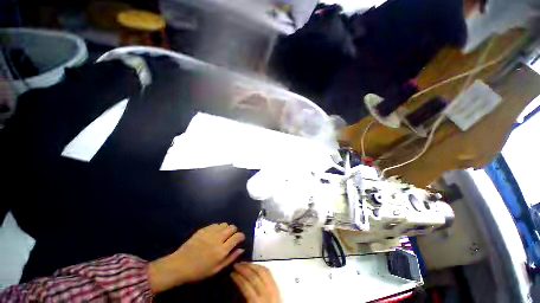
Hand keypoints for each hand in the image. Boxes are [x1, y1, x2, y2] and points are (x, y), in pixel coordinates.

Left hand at [148, 223, 245, 292]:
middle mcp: (218, 238)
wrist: (180, 265)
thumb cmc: (199, 271)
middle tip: (231, 237)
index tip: (240, 239)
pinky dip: (218, 227)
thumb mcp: (216, 269)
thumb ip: (231, 258)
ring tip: (223, 235)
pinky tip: (214, 233)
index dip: (241, 236)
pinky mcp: (203, 229)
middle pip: (232, 227)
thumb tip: (241, 249)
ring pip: (224, 224)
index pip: (237, 236)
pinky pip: (215, 224)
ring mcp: (210, 232)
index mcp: (222, 250)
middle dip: (234, 231)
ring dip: (226, 228)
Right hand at [231, 263, 280, 302]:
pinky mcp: (276, 286)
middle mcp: (266, 293)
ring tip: (243, 263)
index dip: (238, 278)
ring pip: (262, 271)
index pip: (246, 286)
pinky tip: (254, 265)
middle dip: (244, 269)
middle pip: (254, 276)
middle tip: (236, 265)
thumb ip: (243, 300)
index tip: (231, 273)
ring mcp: (273, 288)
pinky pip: (268, 272)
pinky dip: (260, 267)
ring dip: (252, 265)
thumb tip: (234, 289)